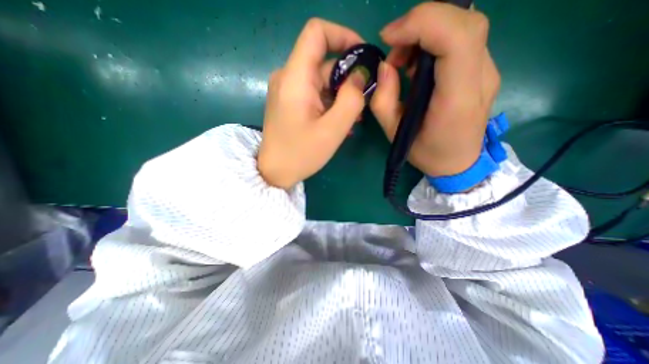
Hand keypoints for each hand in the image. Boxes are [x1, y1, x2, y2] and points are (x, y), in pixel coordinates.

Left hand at [259, 19, 369, 189]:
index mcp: (295, 78)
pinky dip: (330, 102)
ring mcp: (288, 90)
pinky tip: (340, 121)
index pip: (317, 32)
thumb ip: (351, 99)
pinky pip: (314, 94)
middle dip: (348, 78)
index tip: (363, 57)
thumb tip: (359, 75)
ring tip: (354, 117)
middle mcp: (288, 77)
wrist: (275, 172)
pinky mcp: (290, 102)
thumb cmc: (301, 154)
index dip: (343, 35)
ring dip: (341, 94)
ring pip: (321, 81)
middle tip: (363, 101)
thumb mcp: (333, 129)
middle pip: (323, 62)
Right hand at [371, 3, 500, 177]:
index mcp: (457, 98)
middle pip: (464, 22)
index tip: (389, 37)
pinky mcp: (482, 71)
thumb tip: (384, 67)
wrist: (459, 163)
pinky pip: (462, 40)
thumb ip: (383, 101)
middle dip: (422, 22)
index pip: (456, 38)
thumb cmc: (426, 153)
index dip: (421, 24)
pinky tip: (416, 63)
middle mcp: (480, 78)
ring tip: (402, 59)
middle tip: (393, 46)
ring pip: (464, 26)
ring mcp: (487, 71)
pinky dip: (435, 40)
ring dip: (426, 31)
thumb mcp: (394, 133)